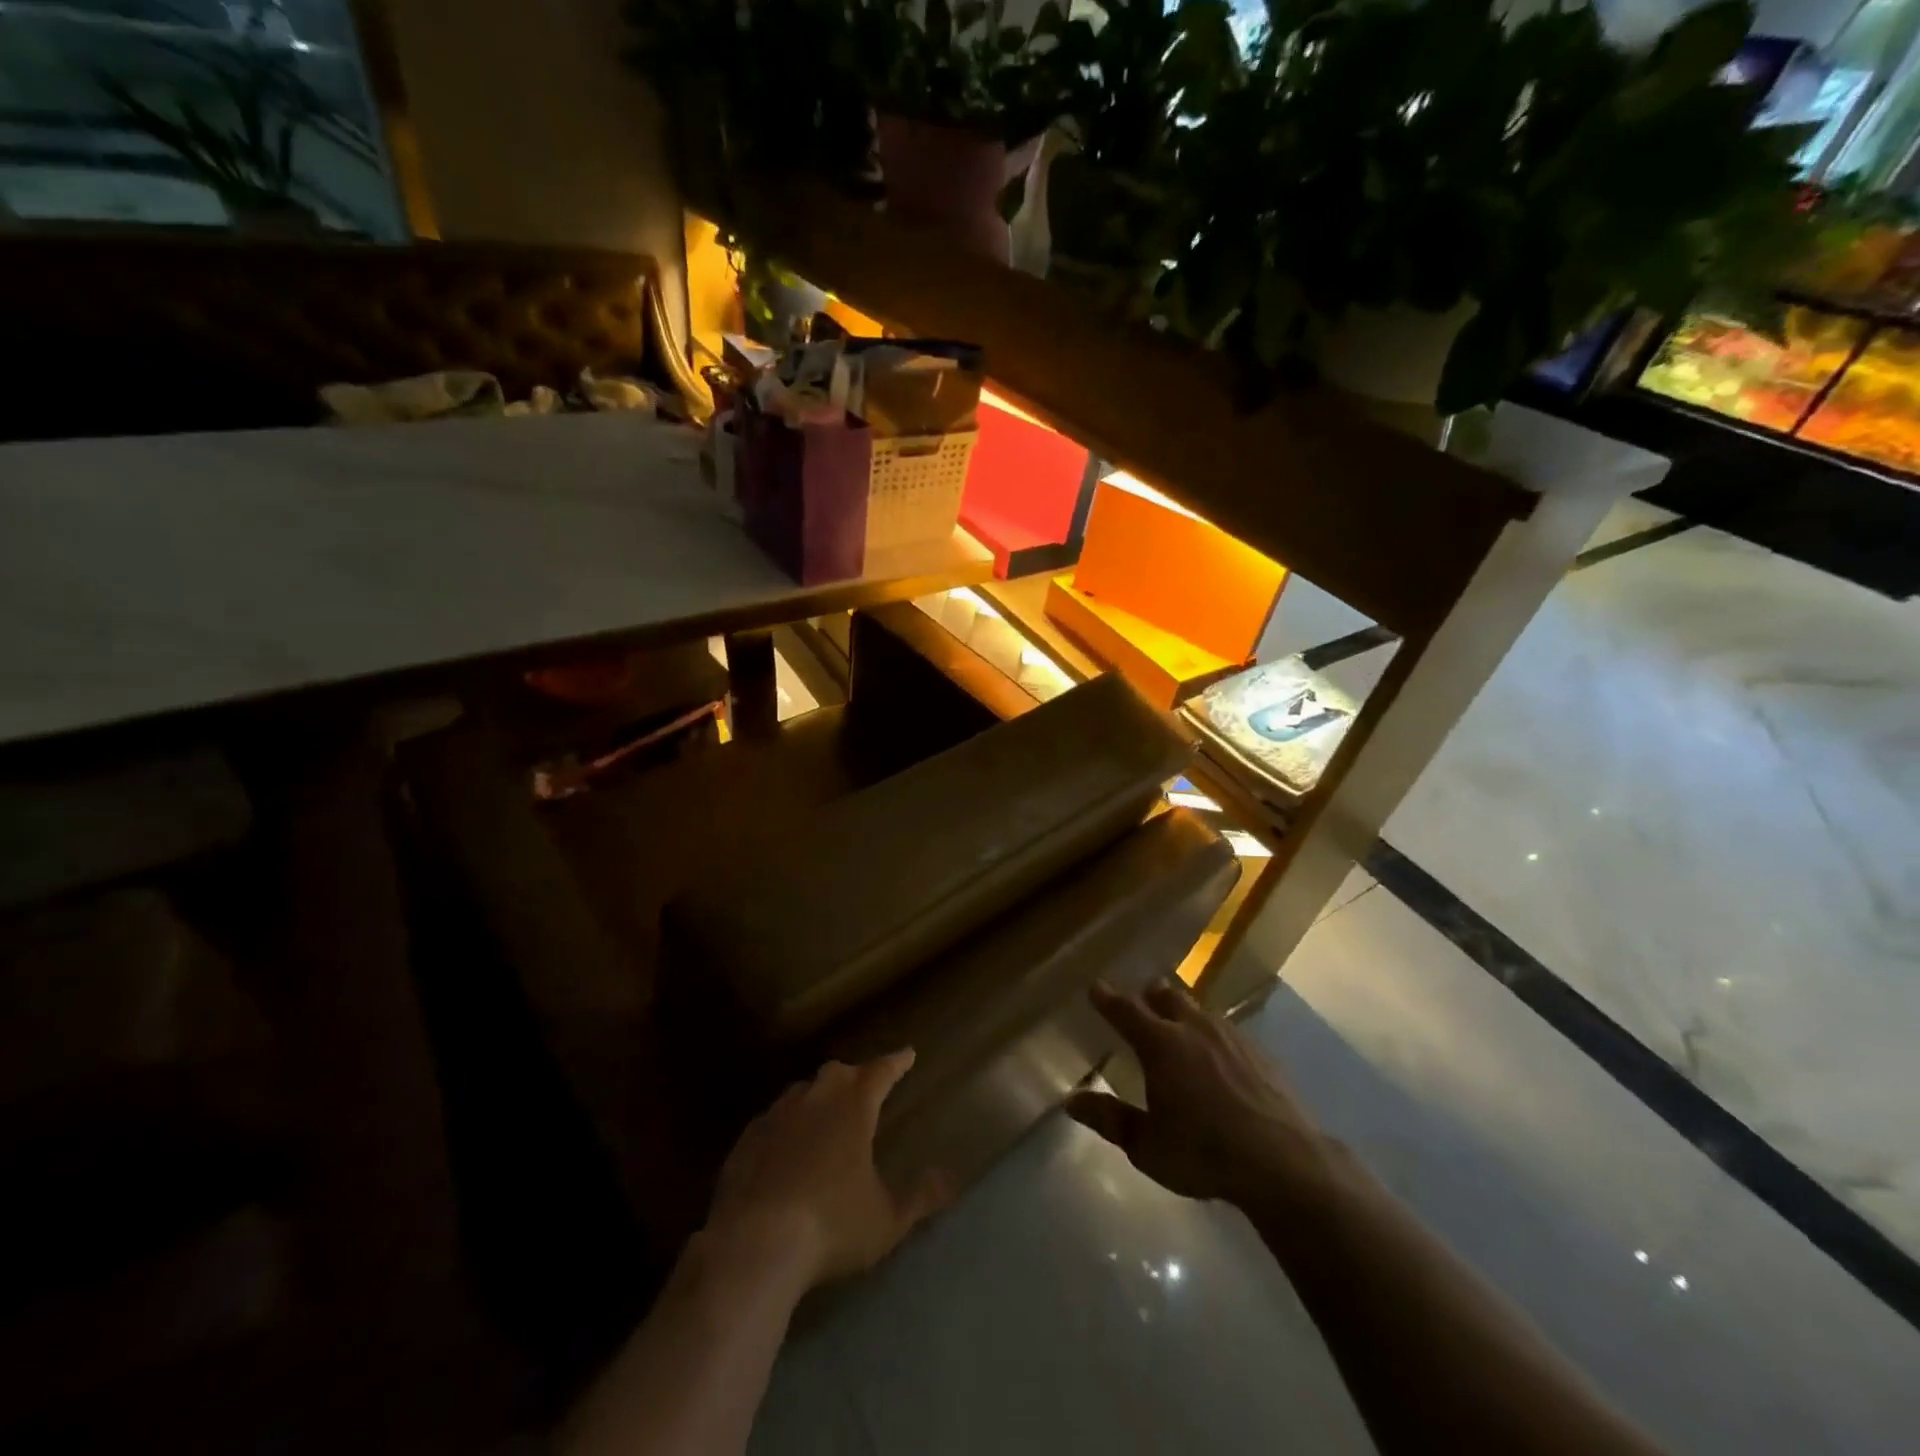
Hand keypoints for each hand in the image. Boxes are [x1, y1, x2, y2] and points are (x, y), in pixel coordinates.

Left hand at [706, 1050, 952, 1289]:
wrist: (754, 1244)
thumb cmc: (832, 1225)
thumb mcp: (887, 1218)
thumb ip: (920, 1197)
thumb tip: (950, 1178)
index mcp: (854, 1105)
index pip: (881, 1071)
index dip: (896, 1062)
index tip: (908, 1053)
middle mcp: (816, 1098)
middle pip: (839, 1073)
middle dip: (855, 1076)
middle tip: (866, 1086)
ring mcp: (777, 1115)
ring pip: (803, 1091)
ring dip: (818, 1097)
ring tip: (826, 1113)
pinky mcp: (746, 1139)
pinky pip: (773, 1120)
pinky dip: (786, 1125)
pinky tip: (785, 1146)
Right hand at [1067, 980, 1334, 1212]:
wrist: (1283, 1162)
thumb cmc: (1203, 1153)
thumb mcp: (1146, 1145)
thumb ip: (1109, 1119)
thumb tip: (1071, 1100)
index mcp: (1160, 1044)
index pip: (1126, 1010)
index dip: (1108, 998)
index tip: (1096, 987)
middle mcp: (1193, 1029)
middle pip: (1167, 997)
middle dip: (1150, 996)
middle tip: (1141, 1000)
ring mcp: (1231, 1038)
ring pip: (1199, 1011)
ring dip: (1183, 1012)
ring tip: (1178, 1023)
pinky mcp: (1260, 1054)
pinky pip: (1227, 1031)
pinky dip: (1212, 1034)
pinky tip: (1219, 1055)